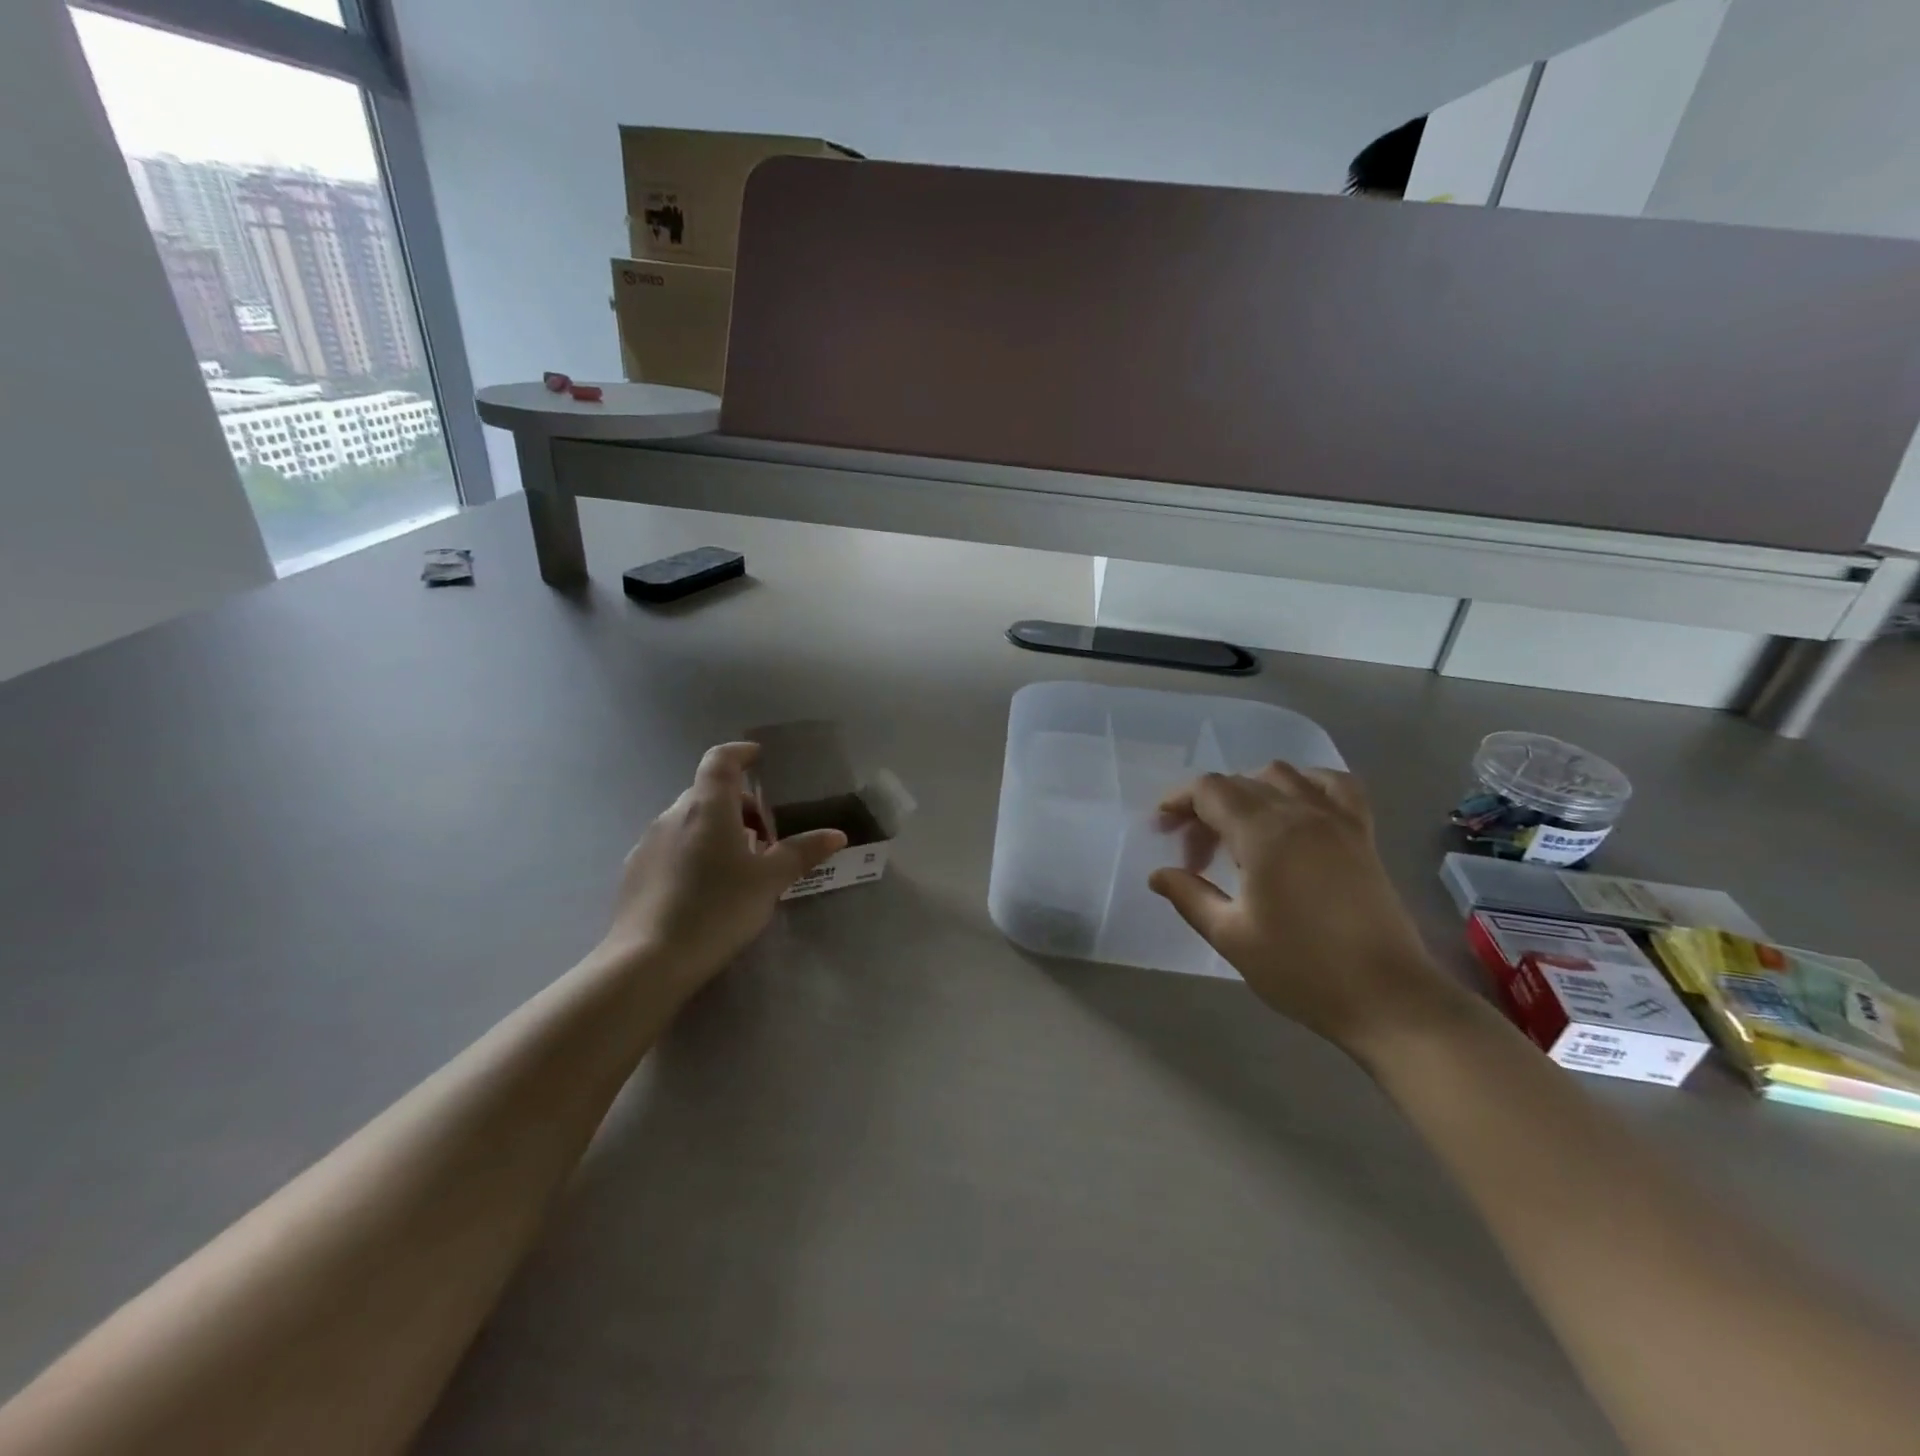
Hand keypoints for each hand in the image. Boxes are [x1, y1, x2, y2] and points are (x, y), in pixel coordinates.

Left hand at [598, 742, 846, 991]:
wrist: (648, 961)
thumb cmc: (717, 908)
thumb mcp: (769, 882)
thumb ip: (801, 853)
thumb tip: (836, 835)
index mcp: (707, 807)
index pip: (720, 760)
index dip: (740, 753)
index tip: (758, 757)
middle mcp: (673, 815)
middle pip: (708, 793)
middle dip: (738, 805)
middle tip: (765, 836)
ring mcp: (649, 843)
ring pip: (688, 821)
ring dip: (716, 829)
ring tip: (739, 864)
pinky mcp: (635, 871)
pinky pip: (671, 846)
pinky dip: (693, 851)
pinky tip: (706, 887)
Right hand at [1148, 764, 1467, 1058]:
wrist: (1388, 998)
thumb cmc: (1301, 969)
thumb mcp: (1231, 936)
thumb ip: (1190, 896)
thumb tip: (1158, 874)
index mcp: (1264, 833)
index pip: (1209, 790)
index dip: (1177, 802)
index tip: (1161, 830)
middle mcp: (1300, 812)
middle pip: (1239, 783)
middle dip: (1205, 808)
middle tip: (1193, 855)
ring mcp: (1337, 820)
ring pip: (1282, 775)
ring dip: (1248, 790)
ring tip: (1237, 830)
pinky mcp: (1362, 834)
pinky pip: (1333, 785)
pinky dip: (1305, 784)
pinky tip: (1294, 808)